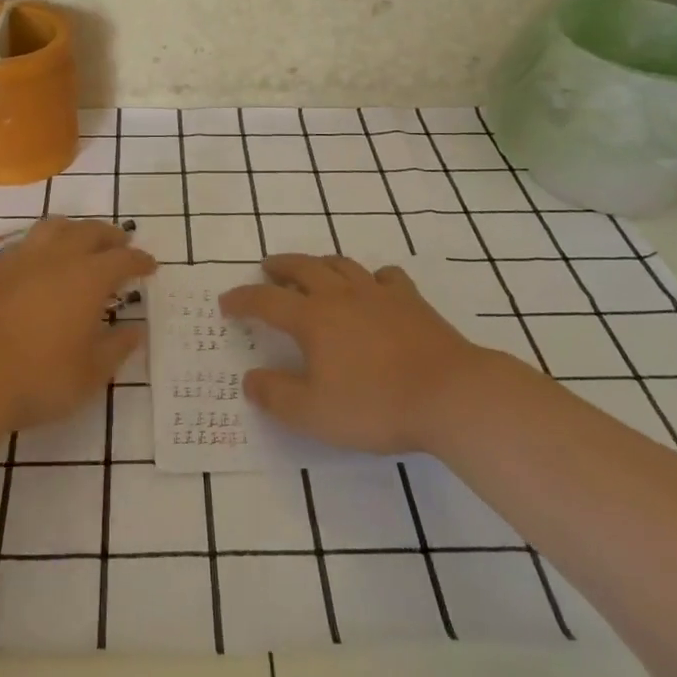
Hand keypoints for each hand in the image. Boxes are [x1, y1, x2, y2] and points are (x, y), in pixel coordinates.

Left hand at [0, 218, 155, 435]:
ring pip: (55, 227)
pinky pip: (27, 242)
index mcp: (88, 278)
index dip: (140, 260)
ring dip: (76, 229)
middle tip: (122, 243)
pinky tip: (42, 260)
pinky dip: (45, 243)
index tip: (150, 266)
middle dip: (111, 236)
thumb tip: (136, 330)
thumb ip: (116, 348)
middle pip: (90, 232)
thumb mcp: (90, 374)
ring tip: (83, 241)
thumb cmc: (38, 379)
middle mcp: (58, 258)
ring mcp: (22, 260)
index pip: (123, 259)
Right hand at [220, 254, 487, 455]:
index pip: (266, 301)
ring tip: (312, 268)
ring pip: (342, 265)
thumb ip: (276, 396)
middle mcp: (341, 296)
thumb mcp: (313, 413)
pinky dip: (371, 276)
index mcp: (313, 319)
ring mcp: (379, 294)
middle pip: (303, 268)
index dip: (242, 300)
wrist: (450, 394)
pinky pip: (385, 276)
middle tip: (267, 267)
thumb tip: (250, 379)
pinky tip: (373, 286)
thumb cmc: (375, 405)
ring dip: (320, 263)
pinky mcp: (411, 301)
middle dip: (280, 266)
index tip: (226, 302)